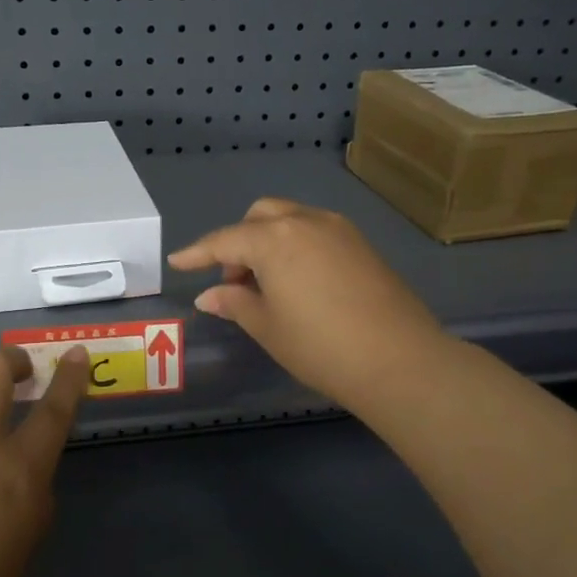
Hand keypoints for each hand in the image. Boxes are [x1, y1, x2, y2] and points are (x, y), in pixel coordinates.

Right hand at [169, 199, 446, 412]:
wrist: (399, 360)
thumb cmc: (320, 346)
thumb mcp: (268, 327)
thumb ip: (235, 303)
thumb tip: (209, 294)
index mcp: (274, 239)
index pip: (225, 240)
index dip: (198, 252)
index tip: (177, 262)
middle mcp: (306, 222)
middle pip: (260, 216)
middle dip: (239, 241)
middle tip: (235, 282)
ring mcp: (339, 229)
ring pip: (290, 219)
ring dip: (268, 241)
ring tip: (267, 285)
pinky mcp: (362, 244)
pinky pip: (316, 231)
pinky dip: (295, 245)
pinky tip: (299, 282)